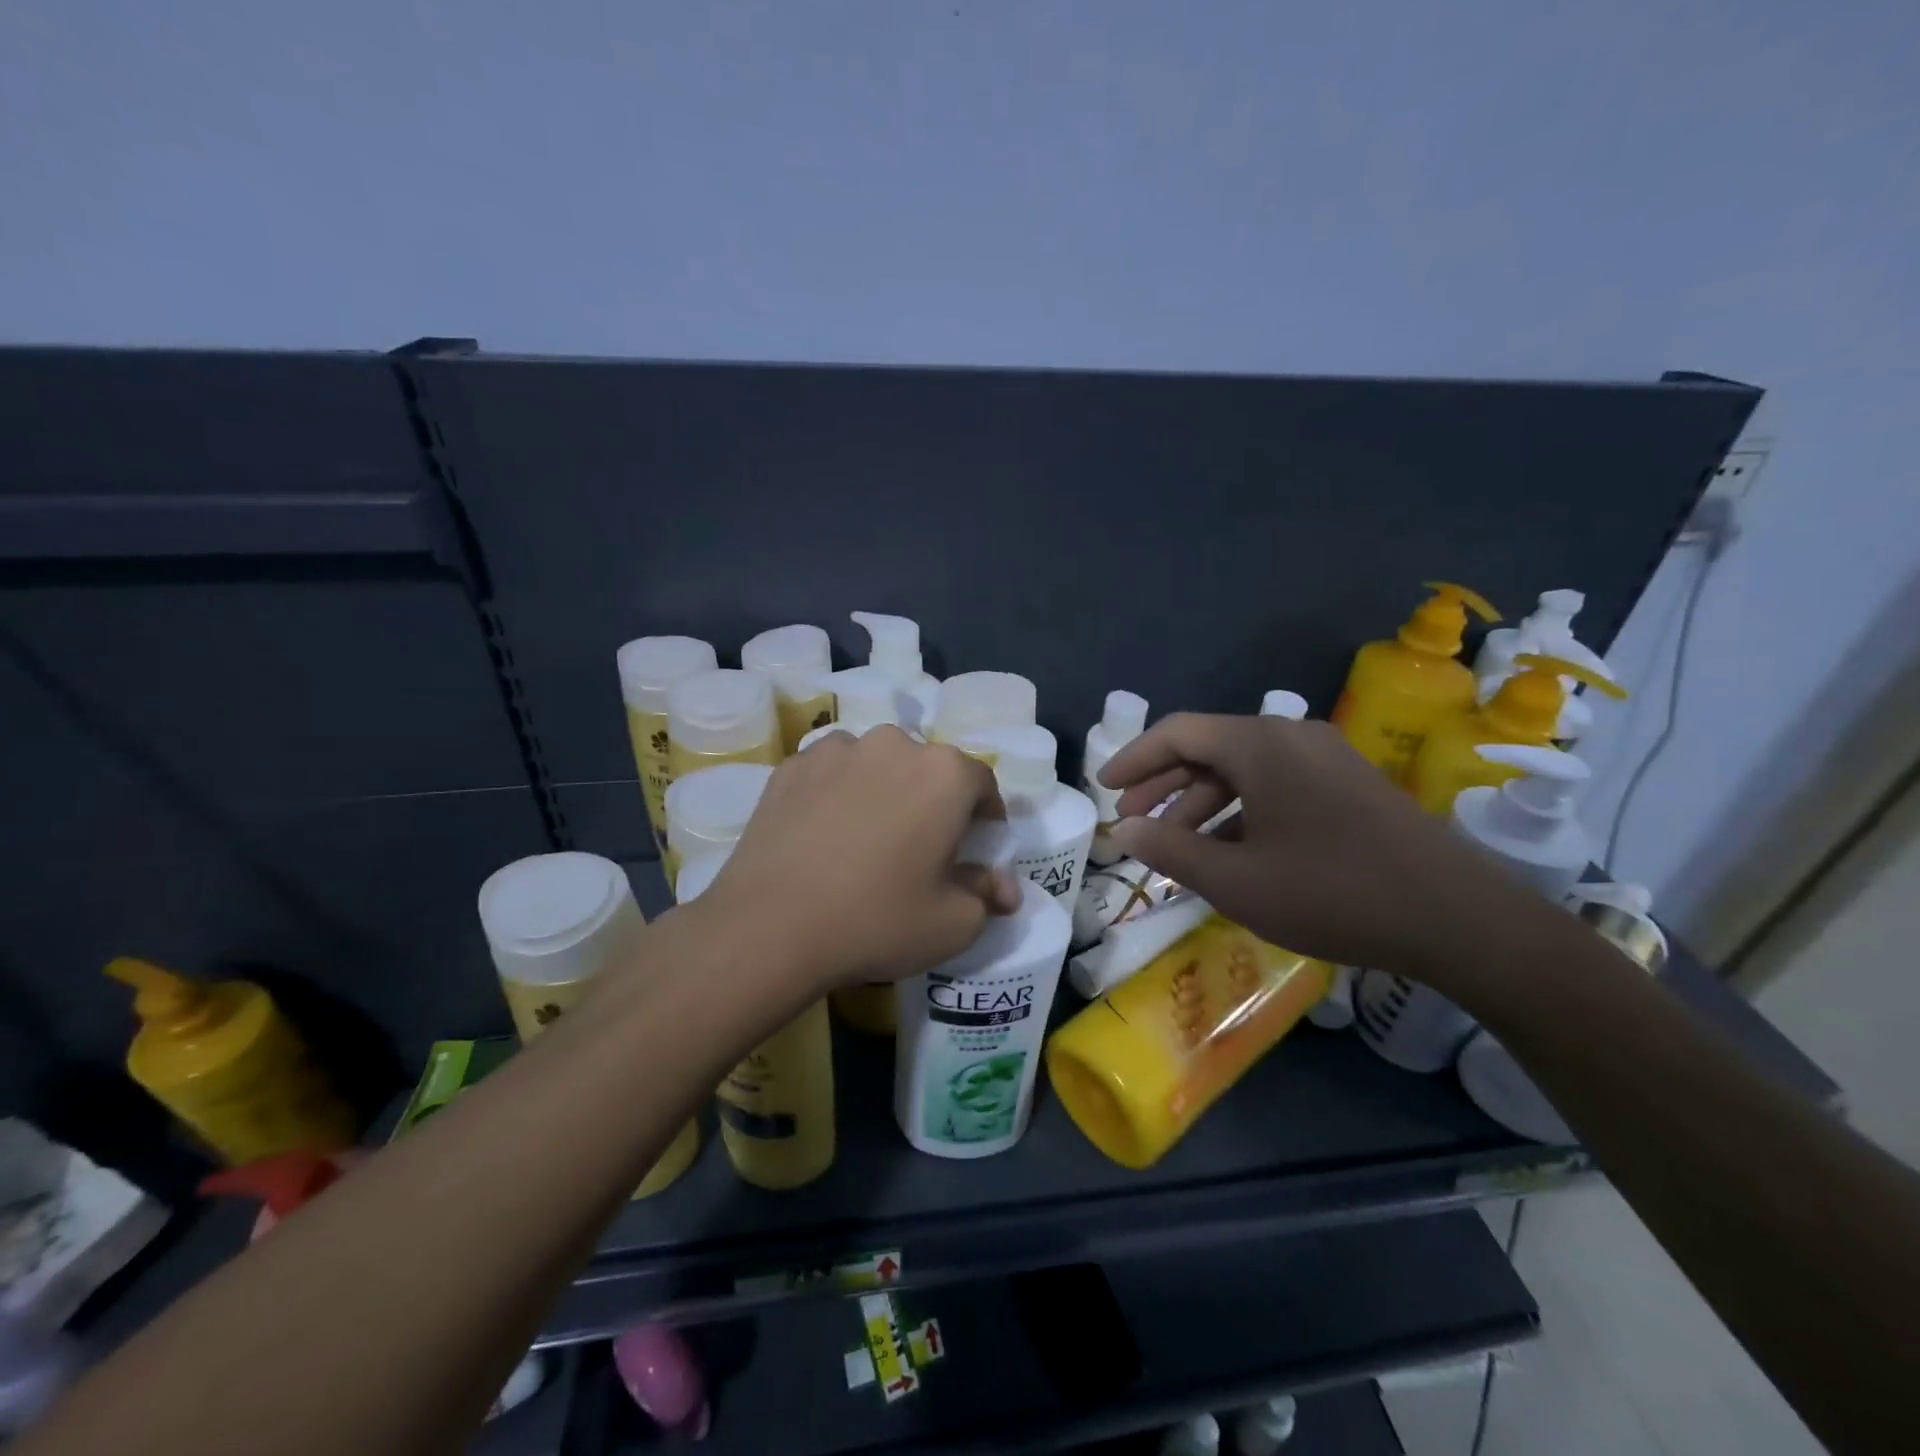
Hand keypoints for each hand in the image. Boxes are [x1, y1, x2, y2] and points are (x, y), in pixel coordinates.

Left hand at [696, 727, 1021, 991]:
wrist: (770, 926)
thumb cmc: (877, 920)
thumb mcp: (952, 923)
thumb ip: (988, 896)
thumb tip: (1005, 888)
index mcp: (944, 773)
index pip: (982, 784)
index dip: (985, 817)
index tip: (975, 848)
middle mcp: (893, 744)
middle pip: (928, 769)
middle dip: (932, 802)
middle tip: (919, 848)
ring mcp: (837, 749)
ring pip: (877, 766)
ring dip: (883, 792)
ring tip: (866, 839)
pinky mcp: (791, 765)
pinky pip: (831, 774)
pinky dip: (837, 794)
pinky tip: (823, 835)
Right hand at [1100, 713, 1537, 983]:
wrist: (1458, 918)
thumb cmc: (1331, 892)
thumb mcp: (1235, 879)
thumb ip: (1169, 849)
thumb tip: (1122, 830)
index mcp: (1259, 745)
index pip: (1177, 732)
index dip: (1133, 758)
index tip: (1103, 787)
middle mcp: (1290, 737)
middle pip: (1208, 748)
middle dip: (1164, 783)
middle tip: (1132, 819)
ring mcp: (1325, 758)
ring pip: (1243, 769)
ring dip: (1202, 802)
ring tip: (1175, 844)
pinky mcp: (1348, 784)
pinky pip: (1276, 784)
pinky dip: (1241, 810)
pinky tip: (1229, 850)